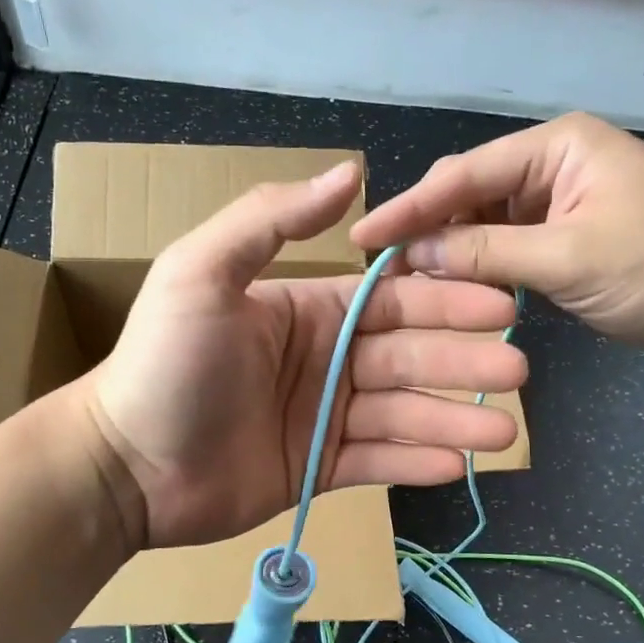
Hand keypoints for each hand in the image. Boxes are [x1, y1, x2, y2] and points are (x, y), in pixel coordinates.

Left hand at [86, 161, 525, 549]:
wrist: (126, 465)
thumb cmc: (164, 363)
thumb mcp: (201, 273)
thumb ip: (271, 220)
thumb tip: (349, 172)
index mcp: (308, 309)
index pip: (391, 300)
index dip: (445, 301)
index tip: (499, 305)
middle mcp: (326, 358)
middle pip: (409, 356)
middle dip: (464, 362)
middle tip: (517, 372)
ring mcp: (324, 417)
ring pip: (402, 414)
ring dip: (453, 420)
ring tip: (503, 431)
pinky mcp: (319, 469)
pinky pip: (378, 462)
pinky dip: (416, 463)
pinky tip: (458, 466)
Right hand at [351, 113, 643, 355]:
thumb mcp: (569, 259)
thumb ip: (487, 253)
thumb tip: (414, 253)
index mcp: (556, 147)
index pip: (465, 174)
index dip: (410, 207)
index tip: (364, 236)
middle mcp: (551, 164)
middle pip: (469, 192)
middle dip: (427, 227)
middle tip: (382, 264)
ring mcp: (558, 201)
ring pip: (484, 220)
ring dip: (451, 250)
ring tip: (408, 279)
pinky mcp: (564, 235)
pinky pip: (507, 245)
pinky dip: (480, 265)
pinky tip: (452, 285)